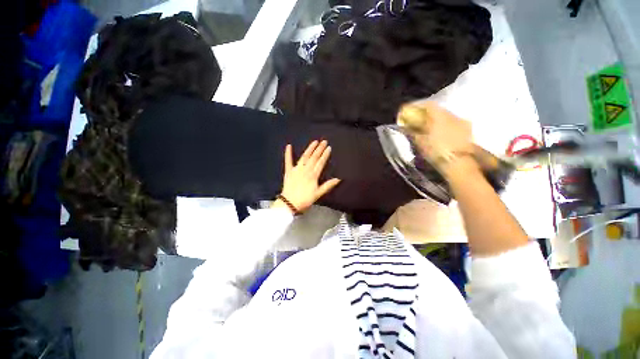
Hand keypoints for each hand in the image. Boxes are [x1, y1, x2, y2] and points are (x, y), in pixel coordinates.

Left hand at [273, 140, 340, 213]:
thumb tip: (338, 179)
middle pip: (314, 157)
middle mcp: (305, 170)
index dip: (325, 155)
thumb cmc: (305, 199)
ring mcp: (296, 169)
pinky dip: (288, 153)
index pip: (321, 162)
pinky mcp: (288, 171)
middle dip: (319, 149)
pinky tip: (289, 146)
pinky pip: (288, 161)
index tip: (329, 148)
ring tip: (314, 142)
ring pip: (304, 157)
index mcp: (313, 175)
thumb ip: (328, 185)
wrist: (290, 203)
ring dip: (309, 149)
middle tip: (324, 141)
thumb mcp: (318, 194)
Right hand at [401, 101, 478, 176]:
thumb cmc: (437, 152)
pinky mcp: (467, 131)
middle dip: (425, 114)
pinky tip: (439, 134)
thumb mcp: (421, 142)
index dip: (416, 106)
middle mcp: (452, 116)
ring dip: (435, 121)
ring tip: (427, 128)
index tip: (408, 111)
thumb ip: (413, 132)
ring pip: (446, 117)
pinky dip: (443, 126)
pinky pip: (452, 124)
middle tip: (416, 121)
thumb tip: (406, 127)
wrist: (459, 163)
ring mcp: (462, 123)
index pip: (428, 105)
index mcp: (440, 116)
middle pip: (437, 110)